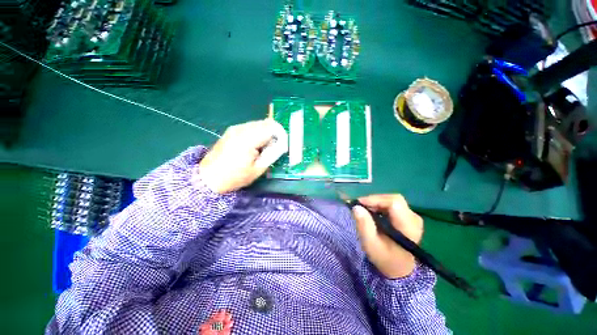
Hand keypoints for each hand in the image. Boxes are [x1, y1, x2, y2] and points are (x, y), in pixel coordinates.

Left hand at [198, 119, 286, 193]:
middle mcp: (241, 129)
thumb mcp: (257, 169)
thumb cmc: (234, 177)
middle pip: (266, 123)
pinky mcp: (232, 131)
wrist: (208, 178)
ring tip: (265, 148)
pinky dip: (258, 133)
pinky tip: (256, 145)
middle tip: (275, 147)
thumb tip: (281, 145)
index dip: (281, 135)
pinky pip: (251, 127)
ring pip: (259, 124)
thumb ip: (271, 155)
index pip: (272, 128)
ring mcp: (235, 128)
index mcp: (248, 139)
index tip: (283, 145)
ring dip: (267, 133)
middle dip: (275, 133)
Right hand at [352, 194, 423, 278]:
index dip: (376, 200)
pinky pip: (393, 204)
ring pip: (392, 200)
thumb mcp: (371, 245)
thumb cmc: (384, 258)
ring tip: (365, 210)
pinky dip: (381, 205)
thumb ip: (364, 226)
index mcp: (408, 227)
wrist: (399, 268)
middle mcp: (414, 219)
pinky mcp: (409, 217)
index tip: (360, 204)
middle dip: (375, 200)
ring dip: (377, 202)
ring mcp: (413, 217)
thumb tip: (356, 207)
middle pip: (393, 199)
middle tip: (361, 206)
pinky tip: (373, 212)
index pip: (394, 203)